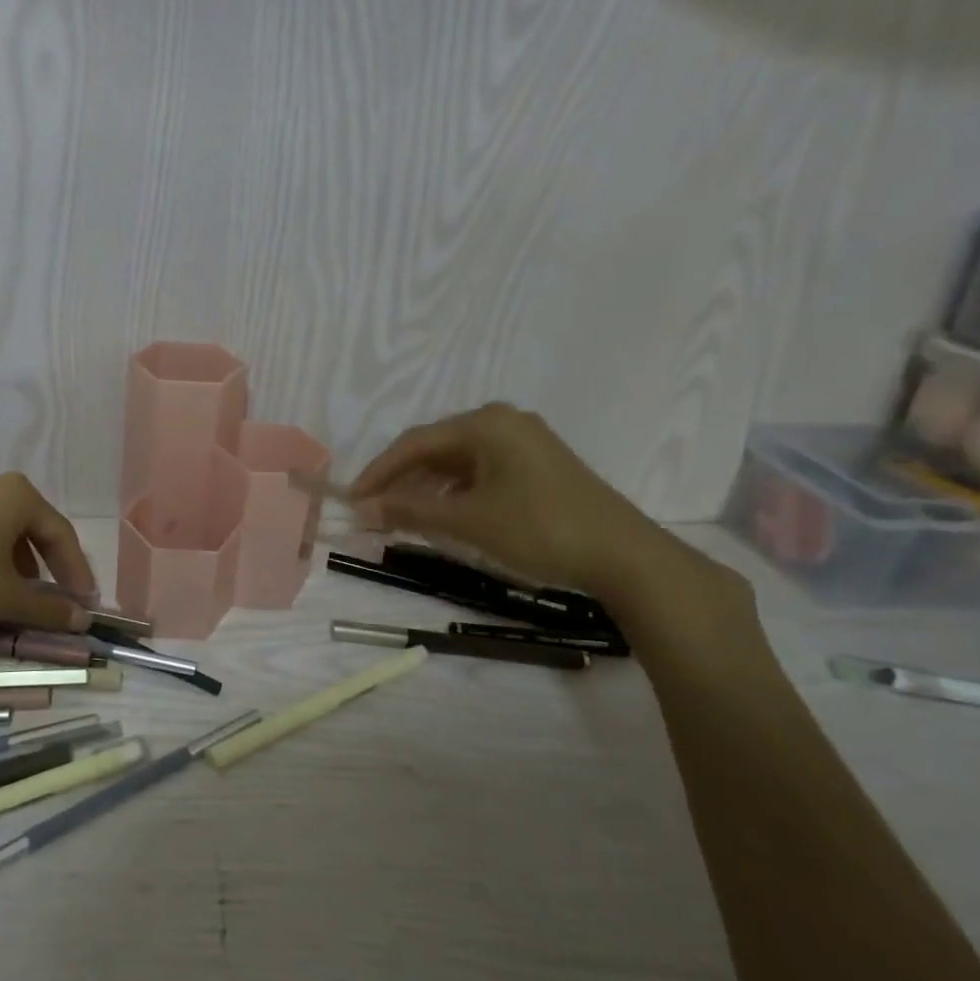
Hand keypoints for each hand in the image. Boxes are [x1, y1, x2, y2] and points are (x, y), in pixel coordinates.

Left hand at [0, 473, 97, 633]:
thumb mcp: (8, 598)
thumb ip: (49, 608)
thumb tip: (82, 620)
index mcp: (16, 494)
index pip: (60, 532)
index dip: (76, 569)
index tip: (84, 601)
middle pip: (28, 524)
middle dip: (43, 561)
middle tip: (50, 592)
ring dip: (10, 557)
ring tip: (9, 590)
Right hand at [349, 403, 681, 604]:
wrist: (627, 558)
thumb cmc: (541, 529)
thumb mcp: (469, 521)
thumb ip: (411, 511)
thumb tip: (362, 510)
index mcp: (486, 423)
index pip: (415, 442)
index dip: (379, 471)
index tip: (353, 499)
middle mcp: (503, 422)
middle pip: (435, 448)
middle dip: (401, 480)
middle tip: (372, 510)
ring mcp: (523, 443)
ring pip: (457, 462)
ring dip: (426, 488)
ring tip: (401, 516)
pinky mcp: (537, 466)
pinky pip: (480, 472)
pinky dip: (455, 492)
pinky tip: (442, 515)